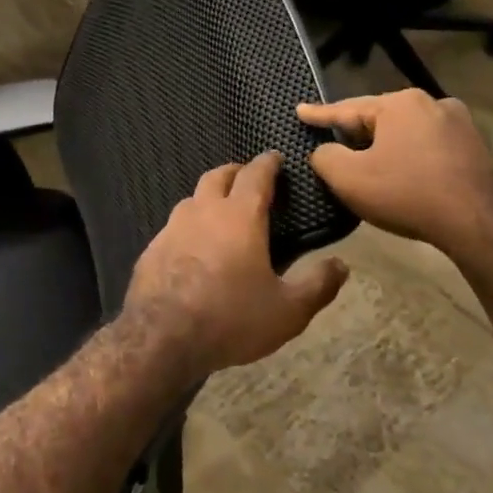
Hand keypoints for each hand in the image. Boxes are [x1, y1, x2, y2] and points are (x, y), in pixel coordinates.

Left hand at [122, 152, 348, 381]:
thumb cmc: (231, 318)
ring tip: (220, 212)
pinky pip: (173, 227)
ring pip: (191, 200)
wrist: (162, 336)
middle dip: (234, 172)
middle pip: (217, 177)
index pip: (255, 176)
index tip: (275, 157)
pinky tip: (192, 246)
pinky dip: (188, 227)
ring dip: (208, 198)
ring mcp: (171, 228)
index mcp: (239, 217)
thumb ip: (317, 285)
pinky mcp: (151, 249)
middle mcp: (202, 212)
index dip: (267, 163)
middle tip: (247, 178)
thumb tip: (340, 265)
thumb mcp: (287, 311)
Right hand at [297, 90, 492, 256]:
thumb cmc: (407, 193)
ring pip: (406, 132)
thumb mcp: (349, 177)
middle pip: (379, 118)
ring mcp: (459, 124)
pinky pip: (428, 147)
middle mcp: (431, 103)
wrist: (481, 222)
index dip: (319, 114)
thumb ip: (325, 157)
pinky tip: (403, 173)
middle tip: (333, 142)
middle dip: (356, 132)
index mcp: (399, 103)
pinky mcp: (476, 148)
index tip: (300, 110)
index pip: (346, 109)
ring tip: (368, 160)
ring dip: (385, 145)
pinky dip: (410, 156)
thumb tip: (324, 151)